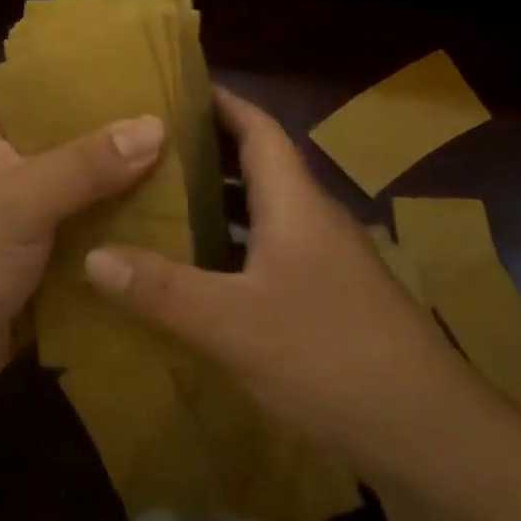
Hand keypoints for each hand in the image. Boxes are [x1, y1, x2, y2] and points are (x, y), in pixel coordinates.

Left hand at [0, 101, 165, 412]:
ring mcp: (32, 220)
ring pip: (91, 193)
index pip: (44, 88)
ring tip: (196, 167)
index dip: (90, 76)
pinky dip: (125, 235)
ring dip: (131, 188)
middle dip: (125, 137)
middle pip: (77, 142)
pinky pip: (94, 239)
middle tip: (189, 120)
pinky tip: (176, 226)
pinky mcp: (47, 265)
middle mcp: (15, 171)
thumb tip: (156, 126)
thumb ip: (86, 163)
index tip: (148, 68)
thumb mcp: (20, 200)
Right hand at [82, 86, 472, 478]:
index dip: (222, 102)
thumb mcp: (233, 322)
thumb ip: (161, 288)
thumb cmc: (330, 356)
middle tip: (149, 147)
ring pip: (268, 211)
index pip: (259, 129)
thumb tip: (92, 256)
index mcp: (296, 204)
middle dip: (209, 150)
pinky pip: (274, 251)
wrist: (428, 433)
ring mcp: (329, 261)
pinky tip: (205, 271)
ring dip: (222, 200)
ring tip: (164, 200)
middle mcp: (315, 220)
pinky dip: (237, 245)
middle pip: (261, 165)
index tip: (177, 88)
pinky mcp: (333, 299)